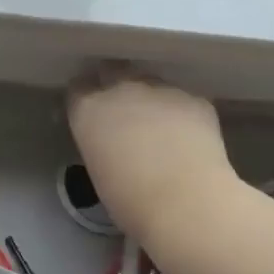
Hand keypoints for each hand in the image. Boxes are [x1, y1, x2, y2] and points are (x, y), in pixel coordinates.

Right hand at [66, 64, 237, 243]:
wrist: (186, 203)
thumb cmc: (131, 201)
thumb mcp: (98, 170)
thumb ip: (101, 142)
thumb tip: (115, 142)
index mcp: (88, 110)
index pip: (78, 88)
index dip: (86, 98)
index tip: (93, 113)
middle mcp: (121, 89)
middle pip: (113, 71)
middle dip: (115, 83)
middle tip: (125, 111)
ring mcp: (161, 89)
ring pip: (151, 83)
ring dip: (151, 98)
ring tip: (162, 126)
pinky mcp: (195, 98)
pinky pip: (183, 99)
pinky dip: (183, 113)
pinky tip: (190, 137)